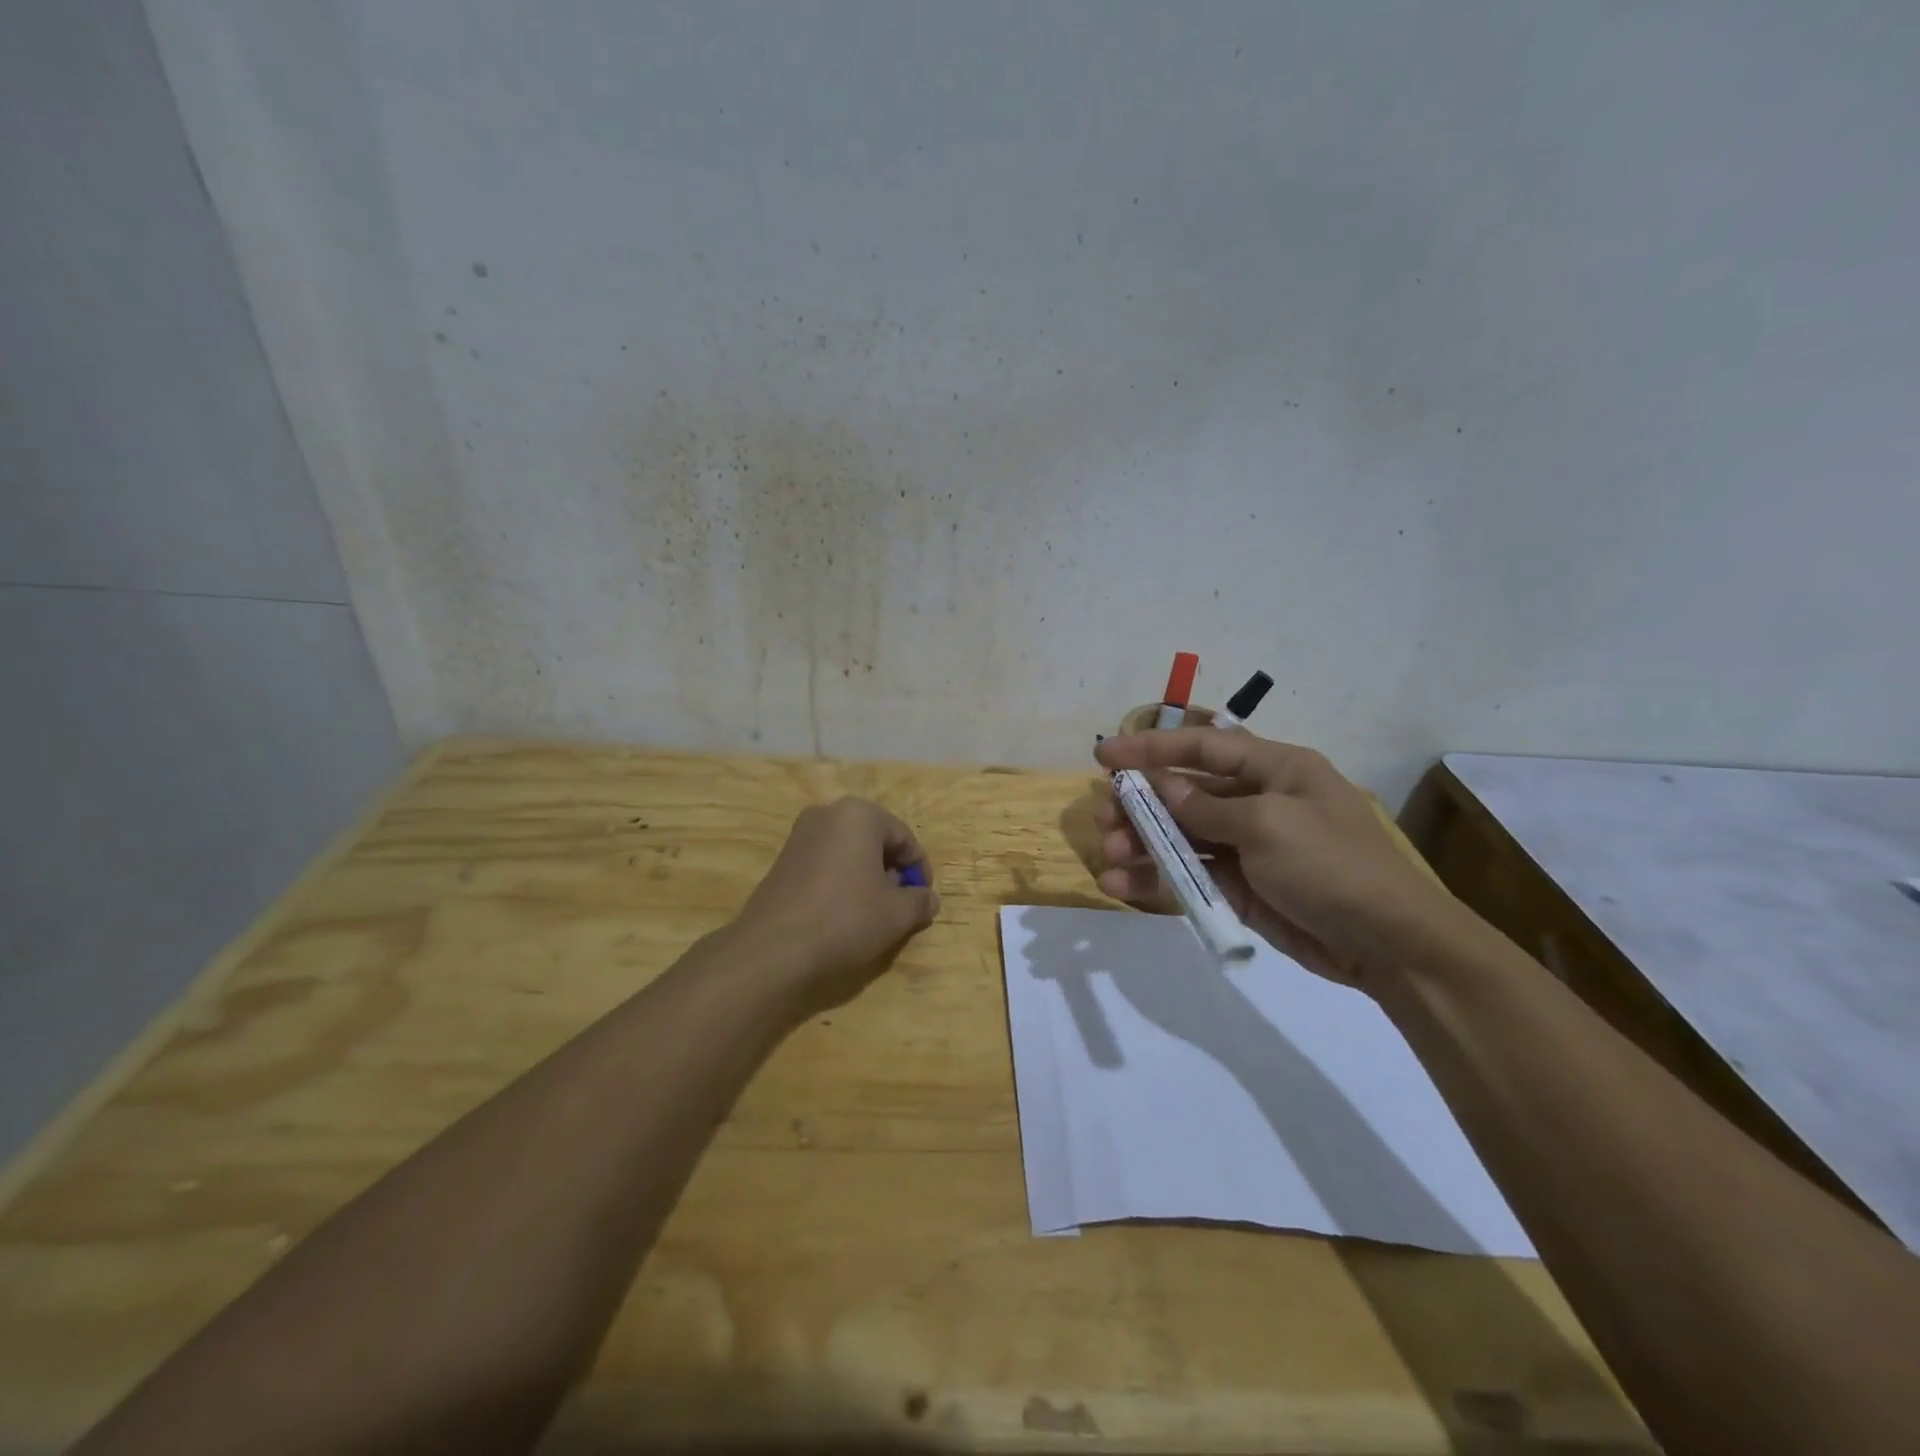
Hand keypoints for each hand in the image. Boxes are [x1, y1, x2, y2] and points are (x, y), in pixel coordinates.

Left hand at [731, 797, 939, 1006]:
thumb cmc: (845, 919)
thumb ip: (920, 901)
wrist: (773, 949)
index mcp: (859, 815)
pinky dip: (841, 881)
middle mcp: (827, 814)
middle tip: (899, 905)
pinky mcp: (782, 859)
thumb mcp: (896, 914)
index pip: (904, 838)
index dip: (919, 870)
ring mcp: (800, 835)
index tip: (922, 899)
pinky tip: (842, 913)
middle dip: (892, 871)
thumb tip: (929, 899)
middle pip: (875, 841)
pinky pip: (825, 863)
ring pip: (849, 852)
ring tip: (872, 913)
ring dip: (867, 877)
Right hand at [1093, 729, 1458, 988]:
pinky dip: (1157, 878)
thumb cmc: (1332, 866)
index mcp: (1274, 769)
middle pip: (1184, 792)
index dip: (1150, 747)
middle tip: (1104, 820)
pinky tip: (1123, 886)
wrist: (1388, 944)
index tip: (1104, 755)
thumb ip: (1208, 807)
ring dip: (1142, 845)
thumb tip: (1164, 789)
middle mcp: (1257, 800)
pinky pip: (1190, 873)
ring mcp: (1247, 846)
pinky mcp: (1241, 886)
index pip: (1202, 746)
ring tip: (1109, 859)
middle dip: (1141, 805)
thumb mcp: (1269, 825)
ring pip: (1181, 836)